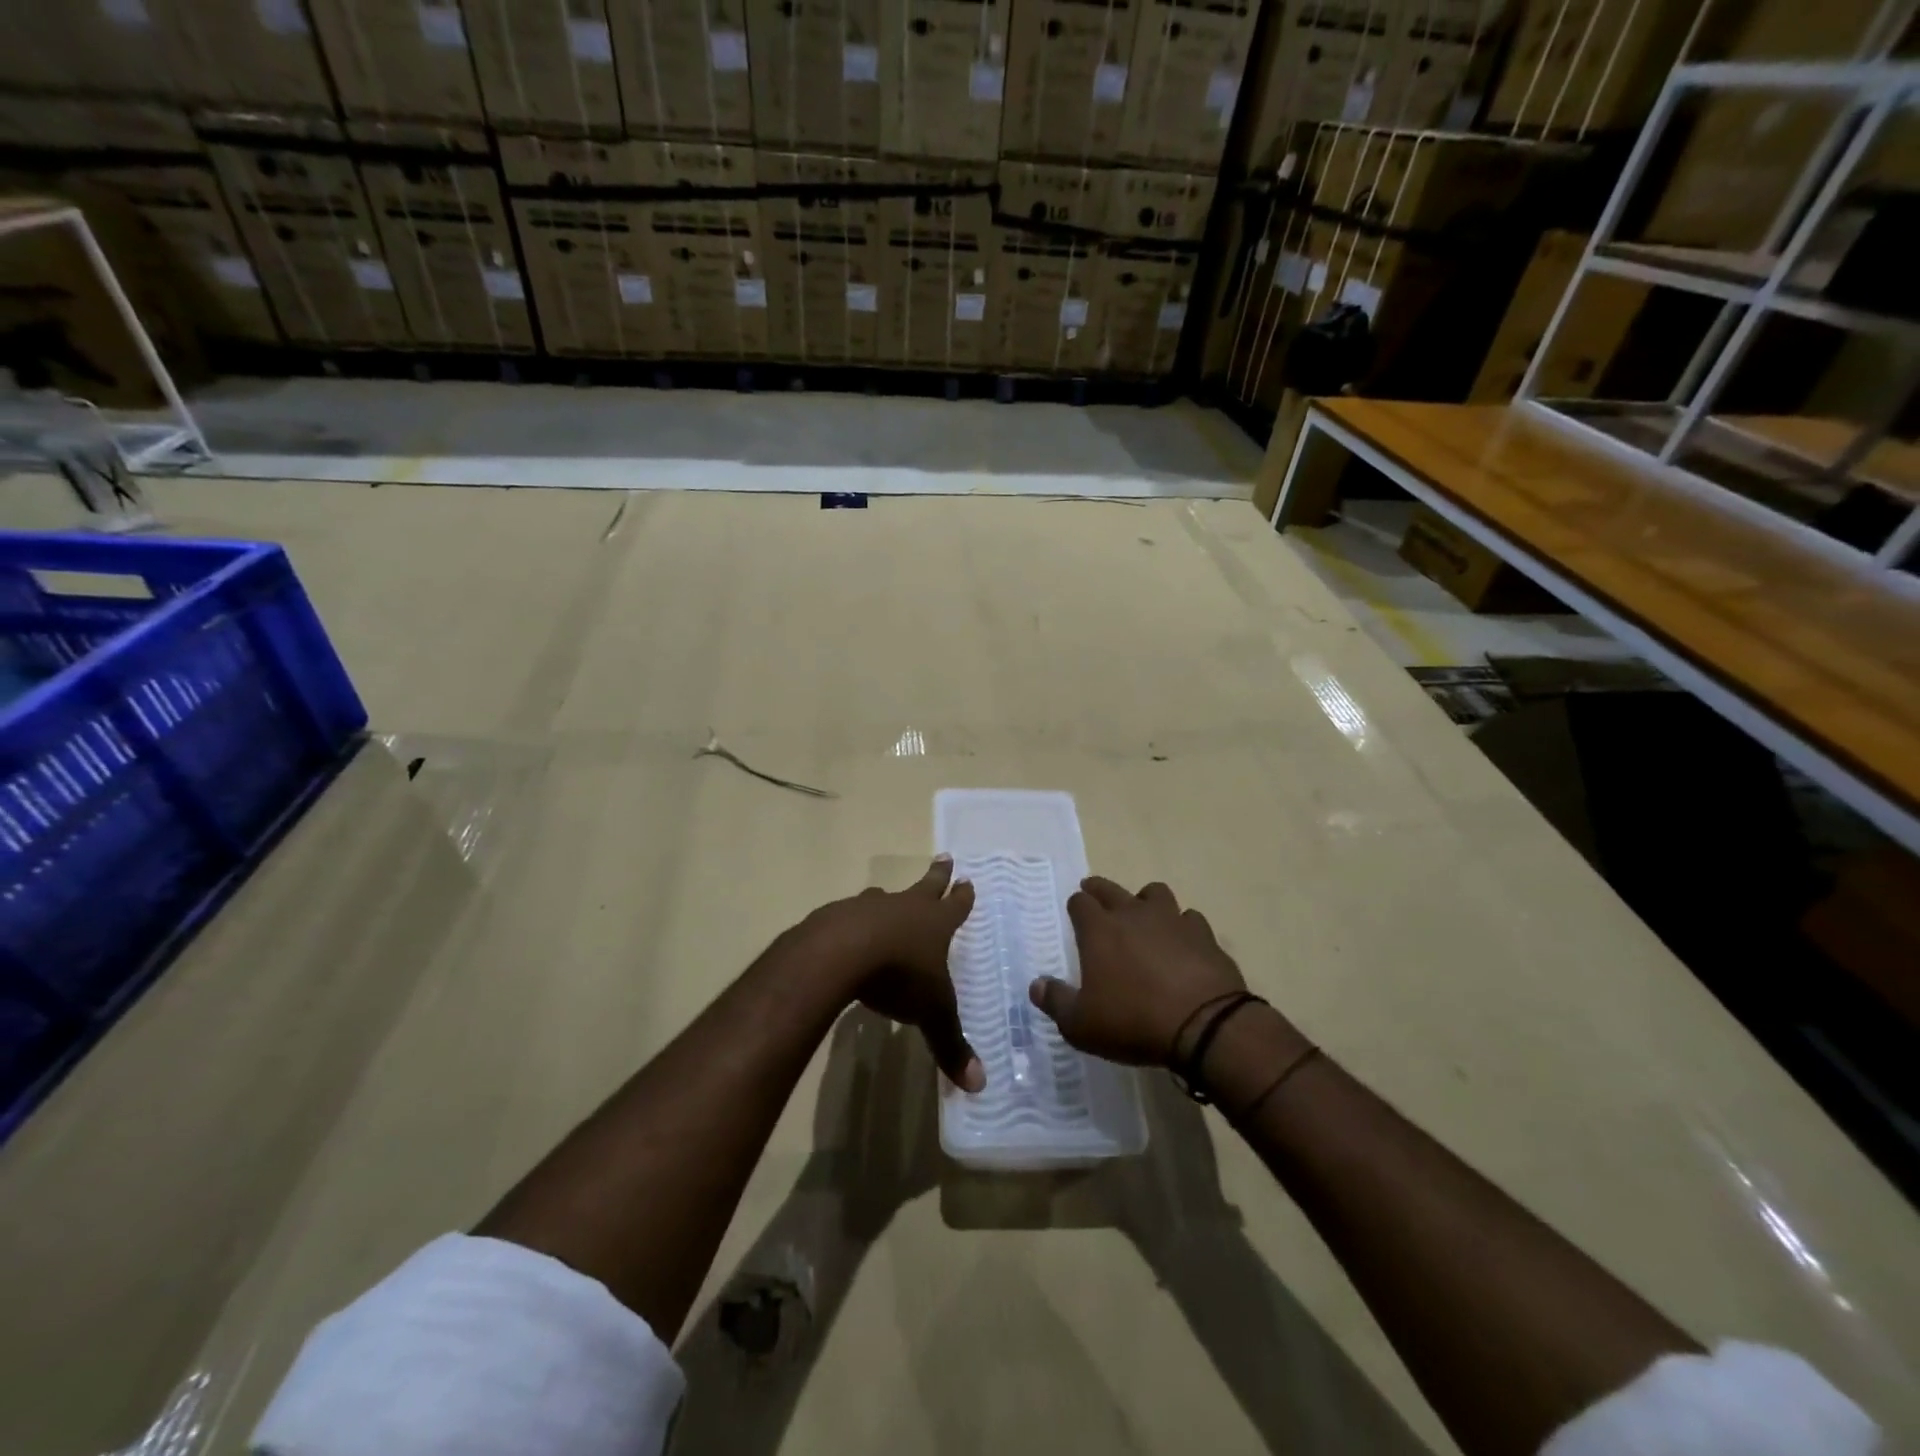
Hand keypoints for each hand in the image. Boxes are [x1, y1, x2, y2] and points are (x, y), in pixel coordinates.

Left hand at [802, 857, 983, 1093]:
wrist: (842, 952)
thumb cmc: (899, 976)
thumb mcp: (931, 1014)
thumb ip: (951, 1046)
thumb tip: (979, 1086)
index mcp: (934, 924)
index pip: (956, 906)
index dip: (963, 896)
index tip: (968, 879)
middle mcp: (904, 908)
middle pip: (926, 886)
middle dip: (938, 874)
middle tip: (945, 856)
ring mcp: (869, 908)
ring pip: (884, 897)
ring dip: (890, 897)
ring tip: (887, 894)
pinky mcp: (836, 916)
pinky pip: (850, 914)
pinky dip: (853, 919)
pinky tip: (847, 930)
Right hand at [1031, 877, 1245, 1066]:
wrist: (1204, 1024)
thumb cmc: (1133, 1021)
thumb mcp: (1081, 1024)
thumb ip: (1056, 1002)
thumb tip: (1035, 985)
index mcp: (1099, 930)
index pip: (1080, 903)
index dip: (1075, 906)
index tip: (1074, 911)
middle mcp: (1133, 914)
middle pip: (1111, 888)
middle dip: (1099, 890)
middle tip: (1094, 894)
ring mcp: (1171, 920)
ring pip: (1154, 893)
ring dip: (1145, 900)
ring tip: (1143, 914)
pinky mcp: (1203, 934)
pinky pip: (1189, 919)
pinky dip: (1182, 926)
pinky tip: (1182, 942)